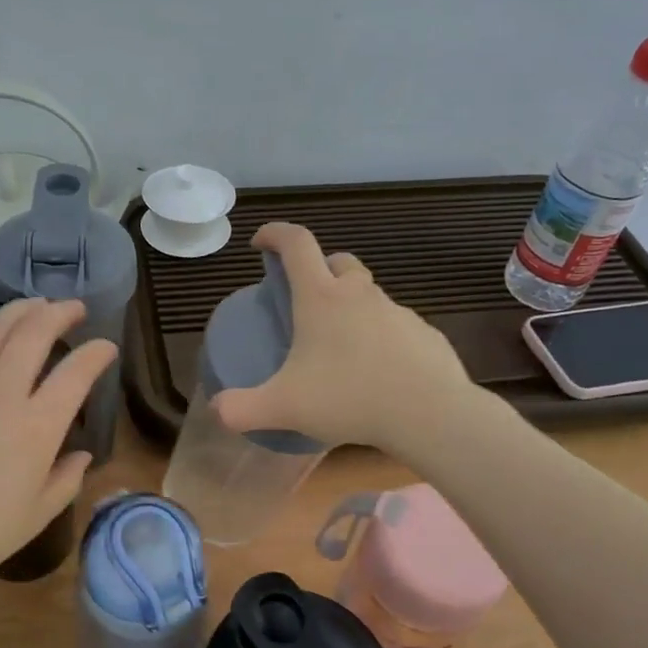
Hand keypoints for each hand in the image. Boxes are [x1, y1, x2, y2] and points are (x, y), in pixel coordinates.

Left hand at [0, 298, 115, 595]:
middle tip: (74, 308)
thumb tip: (81, 455)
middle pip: (34, 334)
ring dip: (21, 310)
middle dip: (60, 313)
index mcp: (37, 428)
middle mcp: (2, 395)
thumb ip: (67, 479)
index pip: (76, 373)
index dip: (97, 353)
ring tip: (37, 303)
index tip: (107, 347)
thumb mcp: (37, 515)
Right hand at [212, 223, 483, 453]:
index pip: (296, 244)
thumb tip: (218, 410)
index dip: (275, 234)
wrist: (429, 413)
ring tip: (339, 346)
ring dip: (350, 306)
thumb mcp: (284, 407)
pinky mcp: (424, 334)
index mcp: (321, 298)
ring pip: (369, 295)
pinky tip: (376, 371)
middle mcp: (360, 295)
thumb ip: (241, 409)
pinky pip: (395, 326)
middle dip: (317, 269)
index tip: (260, 243)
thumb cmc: (349, 398)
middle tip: (304, 299)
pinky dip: (379, 336)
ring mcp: (397, 312)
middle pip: (338, 262)